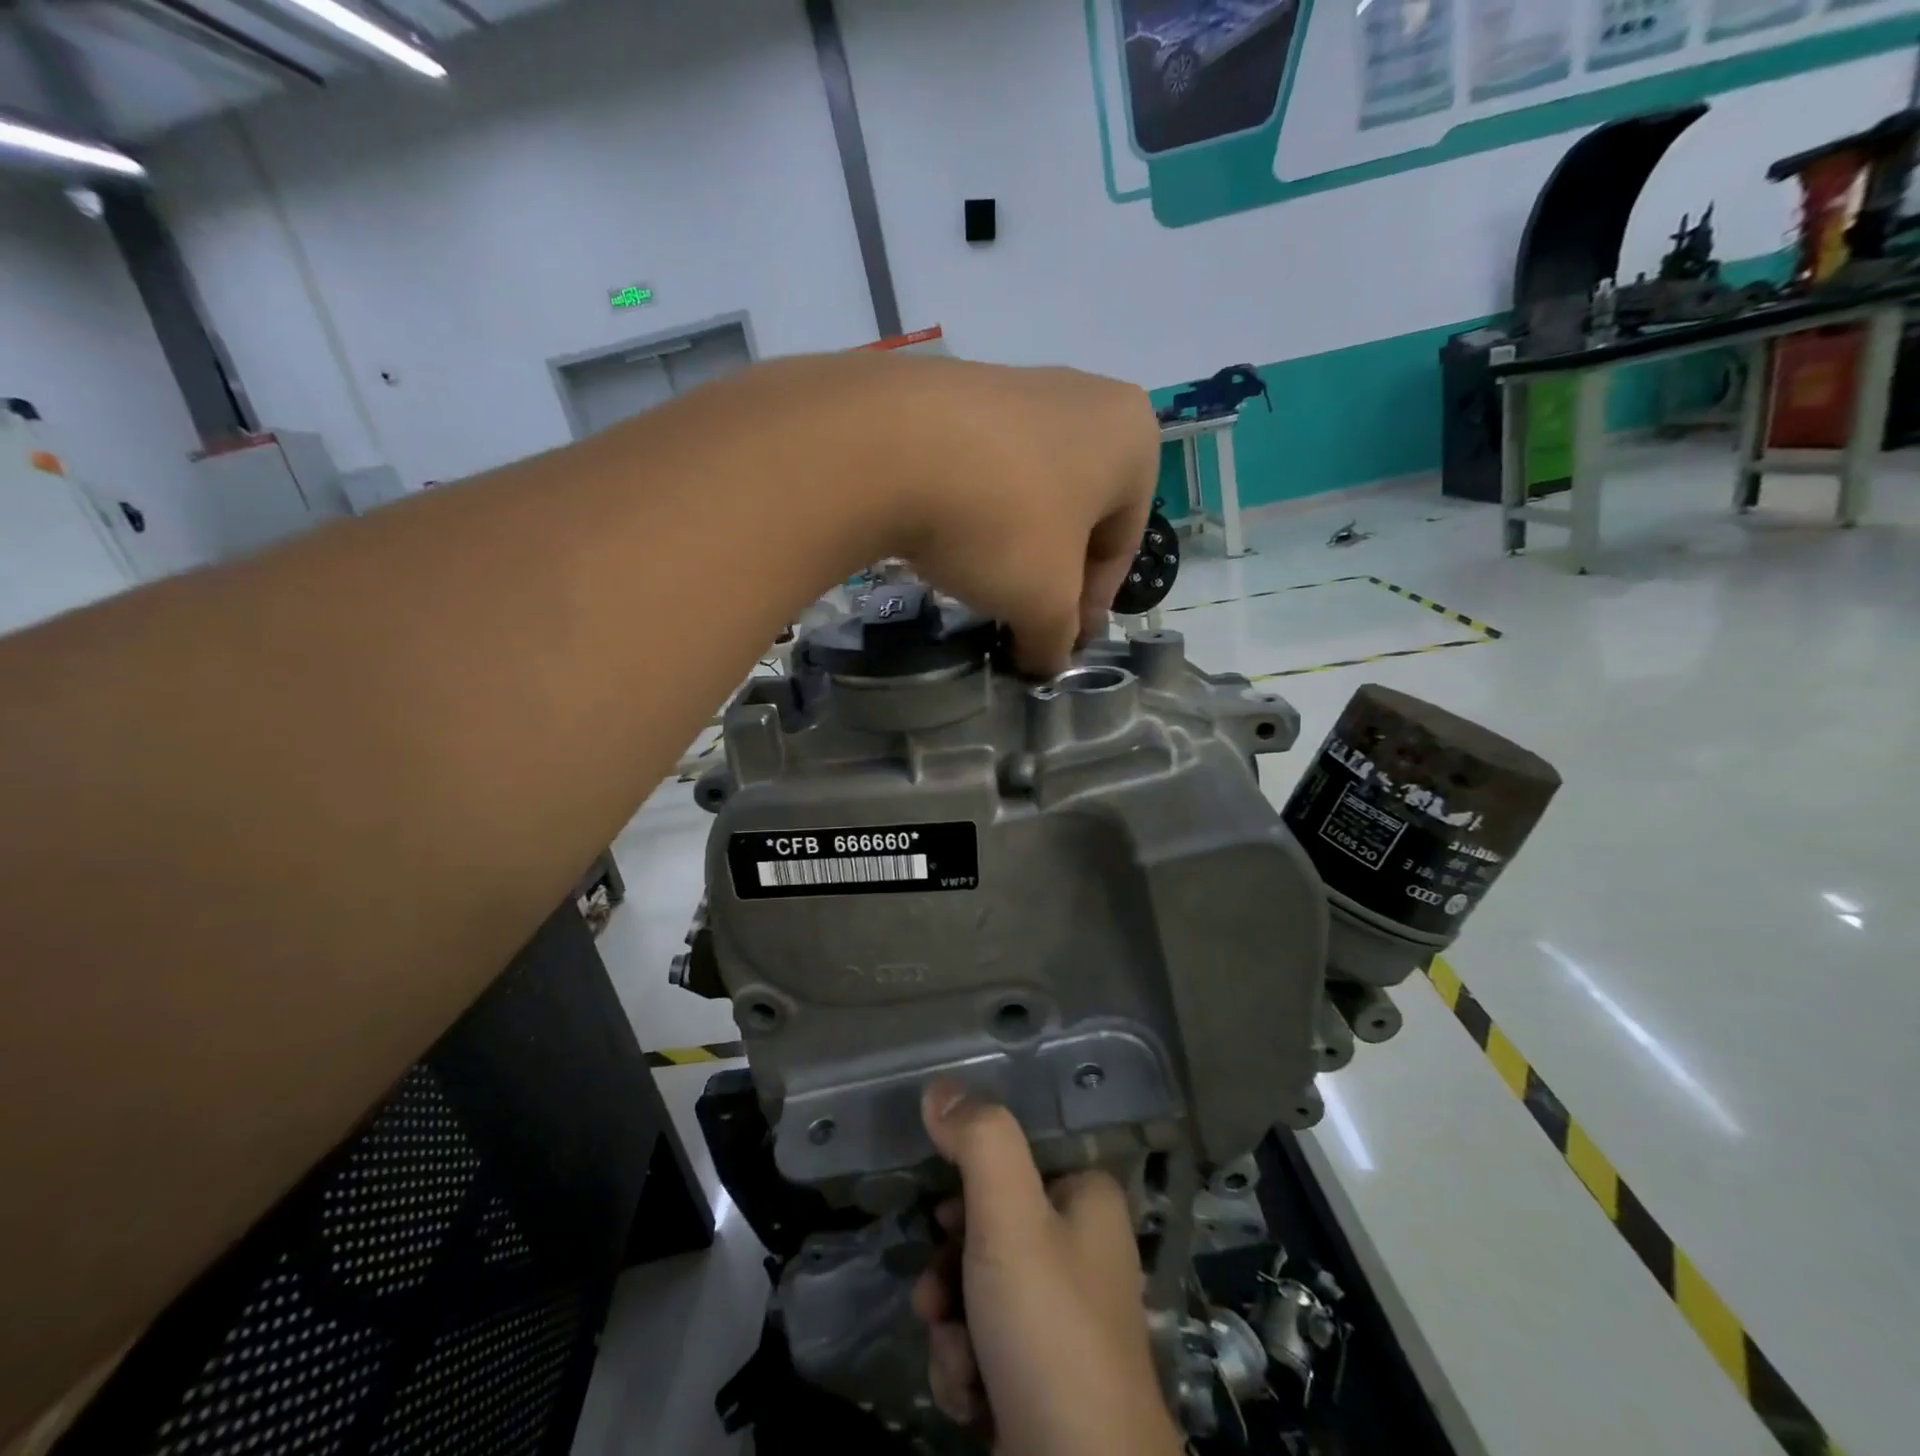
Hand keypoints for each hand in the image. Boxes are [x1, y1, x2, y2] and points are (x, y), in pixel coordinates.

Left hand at [871, 356, 1159, 674]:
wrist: (888, 445)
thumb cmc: (1002, 522)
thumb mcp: (1044, 602)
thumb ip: (1056, 638)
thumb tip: (1046, 661)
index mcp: (1130, 438)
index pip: (1122, 544)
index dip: (1092, 605)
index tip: (1062, 642)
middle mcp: (1083, 397)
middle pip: (1076, 513)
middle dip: (1051, 571)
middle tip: (1023, 617)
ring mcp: (1014, 383)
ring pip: (1026, 488)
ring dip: (1010, 541)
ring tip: (978, 581)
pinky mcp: (952, 387)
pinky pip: (978, 465)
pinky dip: (970, 509)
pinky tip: (943, 540)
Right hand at [913, 1082, 1185, 1455]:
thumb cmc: (1049, 1329)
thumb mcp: (1010, 1217)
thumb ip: (979, 1142)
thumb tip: (941, 1088)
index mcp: (1087, 1199)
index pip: (1011, 1166)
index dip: (966, 1191)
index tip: (943, 1219)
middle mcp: (1080, 1249)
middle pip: (986, 1231)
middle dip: (949, 1270)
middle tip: (936, 1297)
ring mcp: (1062, 1317)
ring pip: (975, 1291)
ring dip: (950, 1323)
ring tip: (958, 1359)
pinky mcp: (1042, 1375)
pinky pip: (983, 1344)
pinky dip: (965, 1367)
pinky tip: (971, 1396)